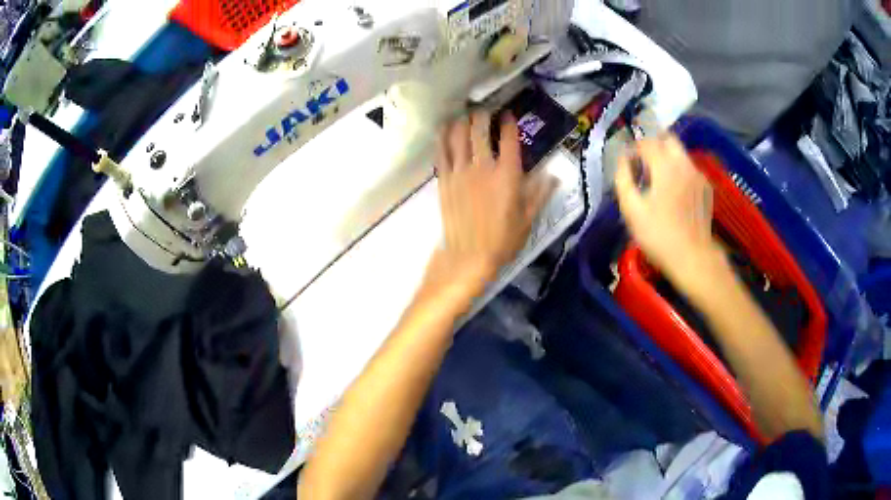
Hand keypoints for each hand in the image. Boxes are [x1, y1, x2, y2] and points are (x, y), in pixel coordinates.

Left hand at [429, 111, 555, 294]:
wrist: (469, 256)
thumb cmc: (503, 240)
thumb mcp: (528, 218)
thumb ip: (540, 193)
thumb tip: (554, 175)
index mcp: (508, 174)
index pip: (508, 138)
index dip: (508, 122)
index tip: (508, 114)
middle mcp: (483, 166)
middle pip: (480, 130)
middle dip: (483, 115)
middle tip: (485, 110)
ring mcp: (460, 171)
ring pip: (458, 135)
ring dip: (462, 121)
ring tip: (465, 115)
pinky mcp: (444, 180)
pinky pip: (441, 151)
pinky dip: (443, 137)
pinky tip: (444, 128)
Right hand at [614, 135, 722, 288]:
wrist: (693, 258)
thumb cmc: (658, 235)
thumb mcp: (631, 209)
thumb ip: (623, 179)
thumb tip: (623, 160)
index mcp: (664, 165)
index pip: (646, 143)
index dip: (633, 149)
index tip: (627, 163)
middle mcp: (684, 163)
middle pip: (668, 140)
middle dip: (654, 146)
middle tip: (644, 165)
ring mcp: (698, 175)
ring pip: (681, 154)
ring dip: (667, 159)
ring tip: (658, 180)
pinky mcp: (706, 188)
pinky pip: (690, 169)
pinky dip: (680, 172)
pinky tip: (674, 192)